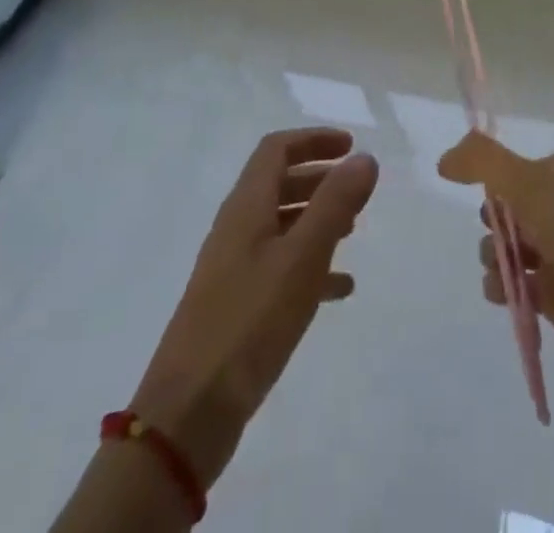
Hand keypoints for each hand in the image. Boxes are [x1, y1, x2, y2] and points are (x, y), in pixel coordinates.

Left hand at [131, 128, 377, 489]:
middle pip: (277, 183)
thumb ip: (335, 204)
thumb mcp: (302, 258)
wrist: (189, 412)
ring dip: (315, 218)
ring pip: (280, 225)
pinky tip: (339, 288)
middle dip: (318, 177)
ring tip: (353, 230)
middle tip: (356, 187)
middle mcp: (236, 228)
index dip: (313, 140)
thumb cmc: (249, 322)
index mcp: (245, 207)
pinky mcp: (236, 305)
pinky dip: (310, 265)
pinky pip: (279, 267)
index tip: (350, 146)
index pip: (276, 149)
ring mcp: (233, 268)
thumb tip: (363, 158)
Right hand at [438, 131, 553, 392]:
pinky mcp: (553, 293)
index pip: (504, 166)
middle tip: (502, 236)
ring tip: (506, 273)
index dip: (485, 180)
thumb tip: (444, 159)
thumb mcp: (533, 187)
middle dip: (490, 222)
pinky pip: (510, 282)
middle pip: (499, 206)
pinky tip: (506, 295)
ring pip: (500, 245)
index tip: (466, 191)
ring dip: (492, 256)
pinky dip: (501, 287)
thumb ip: (485, 162)